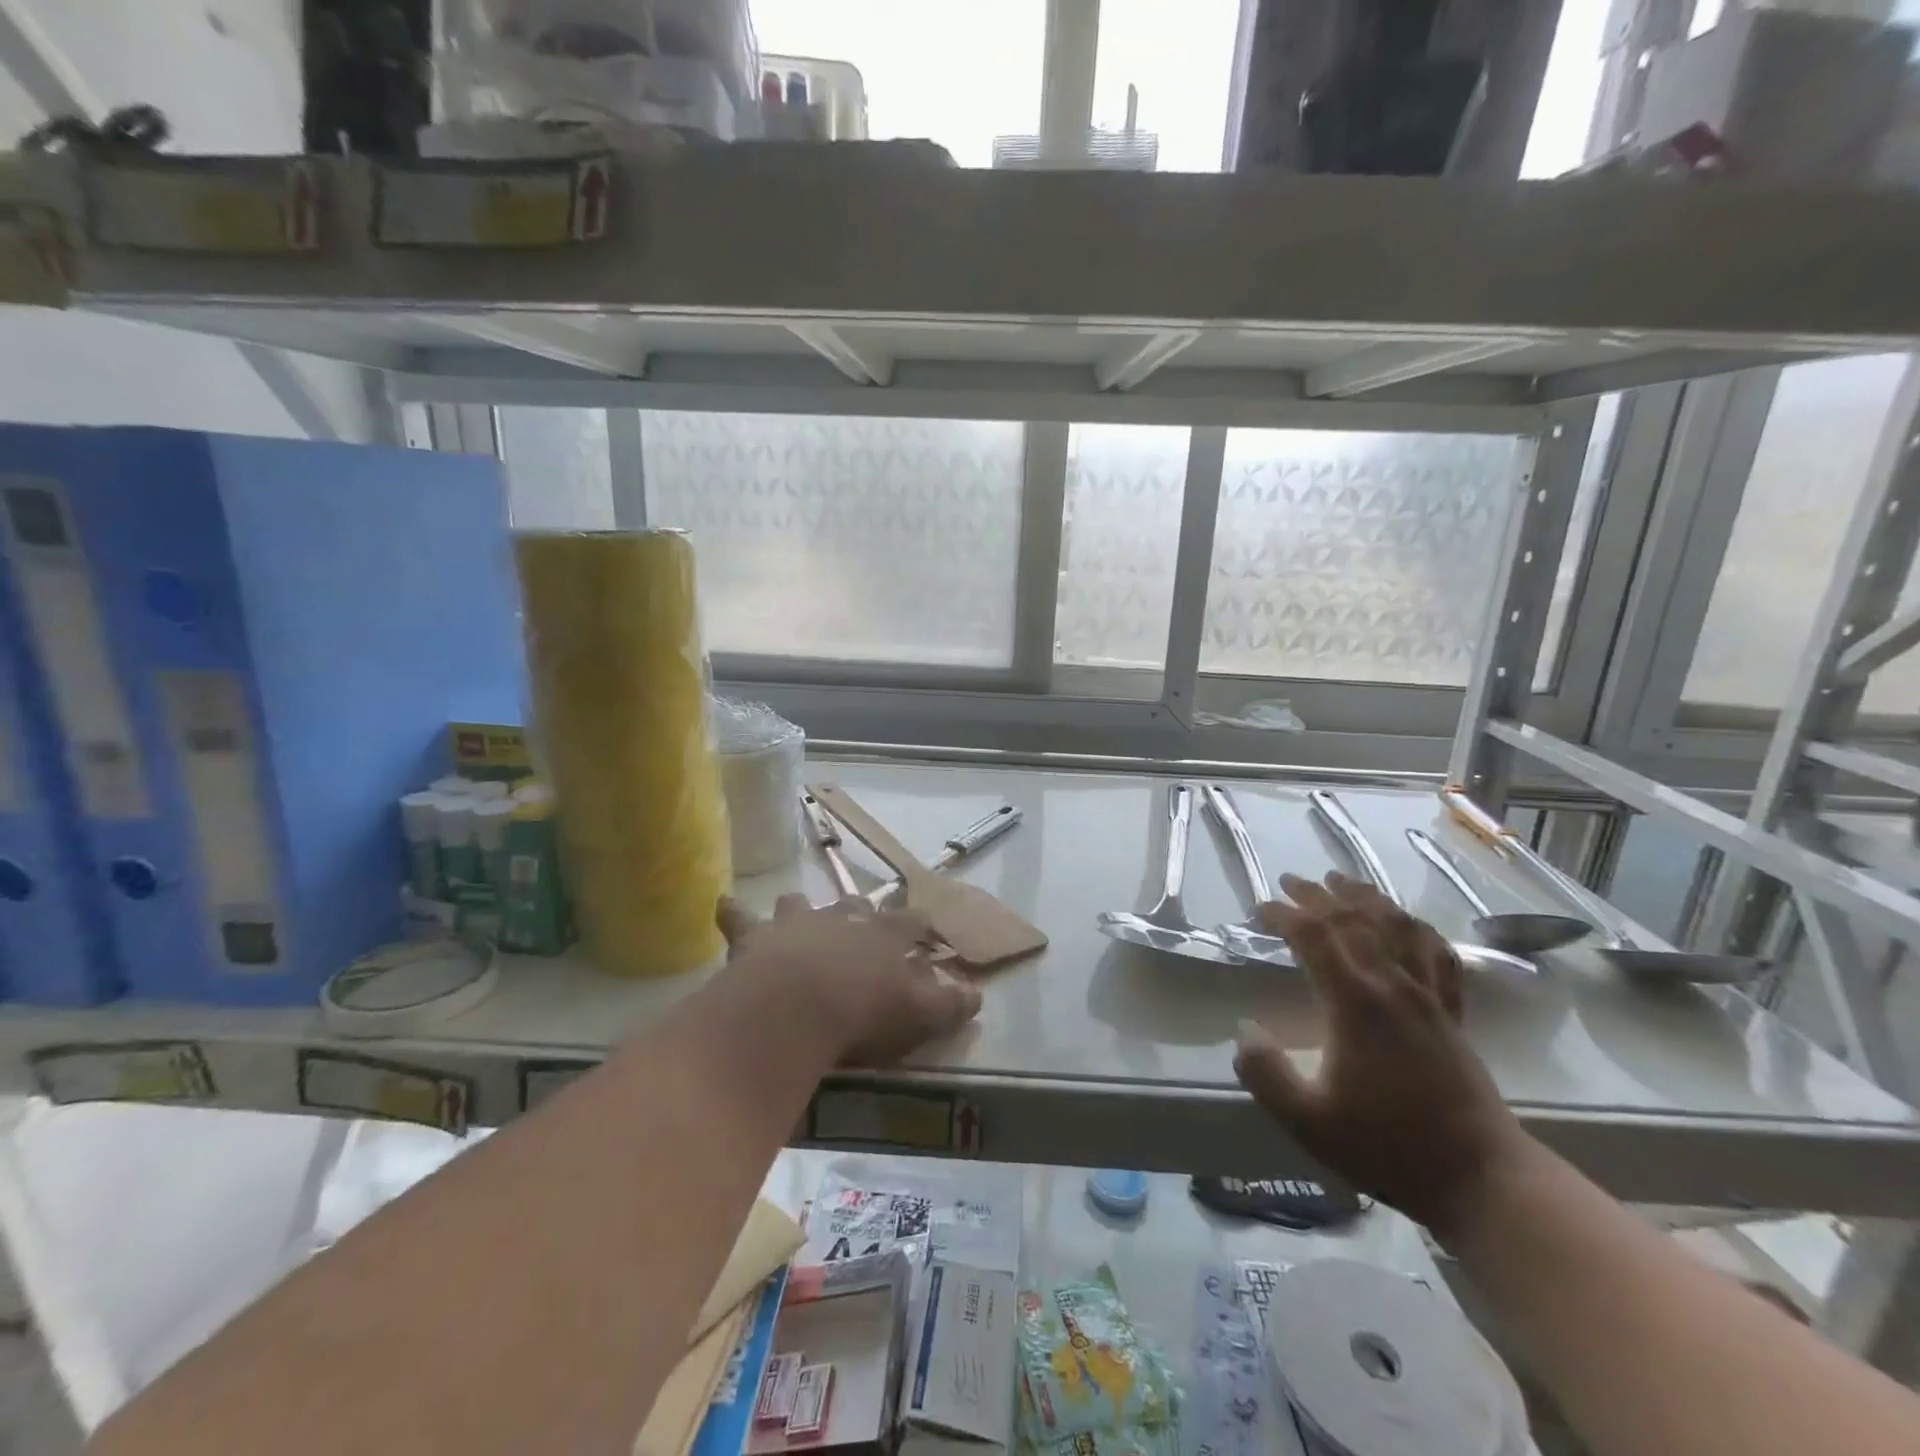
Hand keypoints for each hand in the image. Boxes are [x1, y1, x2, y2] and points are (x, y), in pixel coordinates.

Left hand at [717, 895, 981, 1067]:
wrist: (796, 1007)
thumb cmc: (864, 1012)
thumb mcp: (919, 1015)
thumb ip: (950, 1005)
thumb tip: (977, 997)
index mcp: (884, 934)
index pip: (911, 920)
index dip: (919, 923)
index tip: (925, 927)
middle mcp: (842, 918)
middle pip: (856, 904)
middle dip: (862, 911)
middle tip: (863, 921)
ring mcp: (797, 922)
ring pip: (800, 903)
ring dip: (800, 908)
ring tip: (799, 912)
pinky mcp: (756, 937)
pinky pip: (740, 917)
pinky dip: (734, 913)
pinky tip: (726, 905)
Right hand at [1233, 871, 1530, 1233]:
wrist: (1480, 1179)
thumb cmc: (1387, 1146)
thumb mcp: (1307, 1121)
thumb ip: (1265, 1073)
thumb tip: (1245, 1030)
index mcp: (1356, 1004)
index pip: (1315, 937)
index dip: (1284, 916)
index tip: (1259, 911)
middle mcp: (1394, 987)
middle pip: (1355, 921)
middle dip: (1318, 895)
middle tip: (1290, 881)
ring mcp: (1429, 997)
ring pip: (1399, 927)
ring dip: (1367, 898)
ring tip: (1343, 881)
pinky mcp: (1453, 1013)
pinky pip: (1438, 955)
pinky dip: (1417, 928)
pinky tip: (1407, 922)